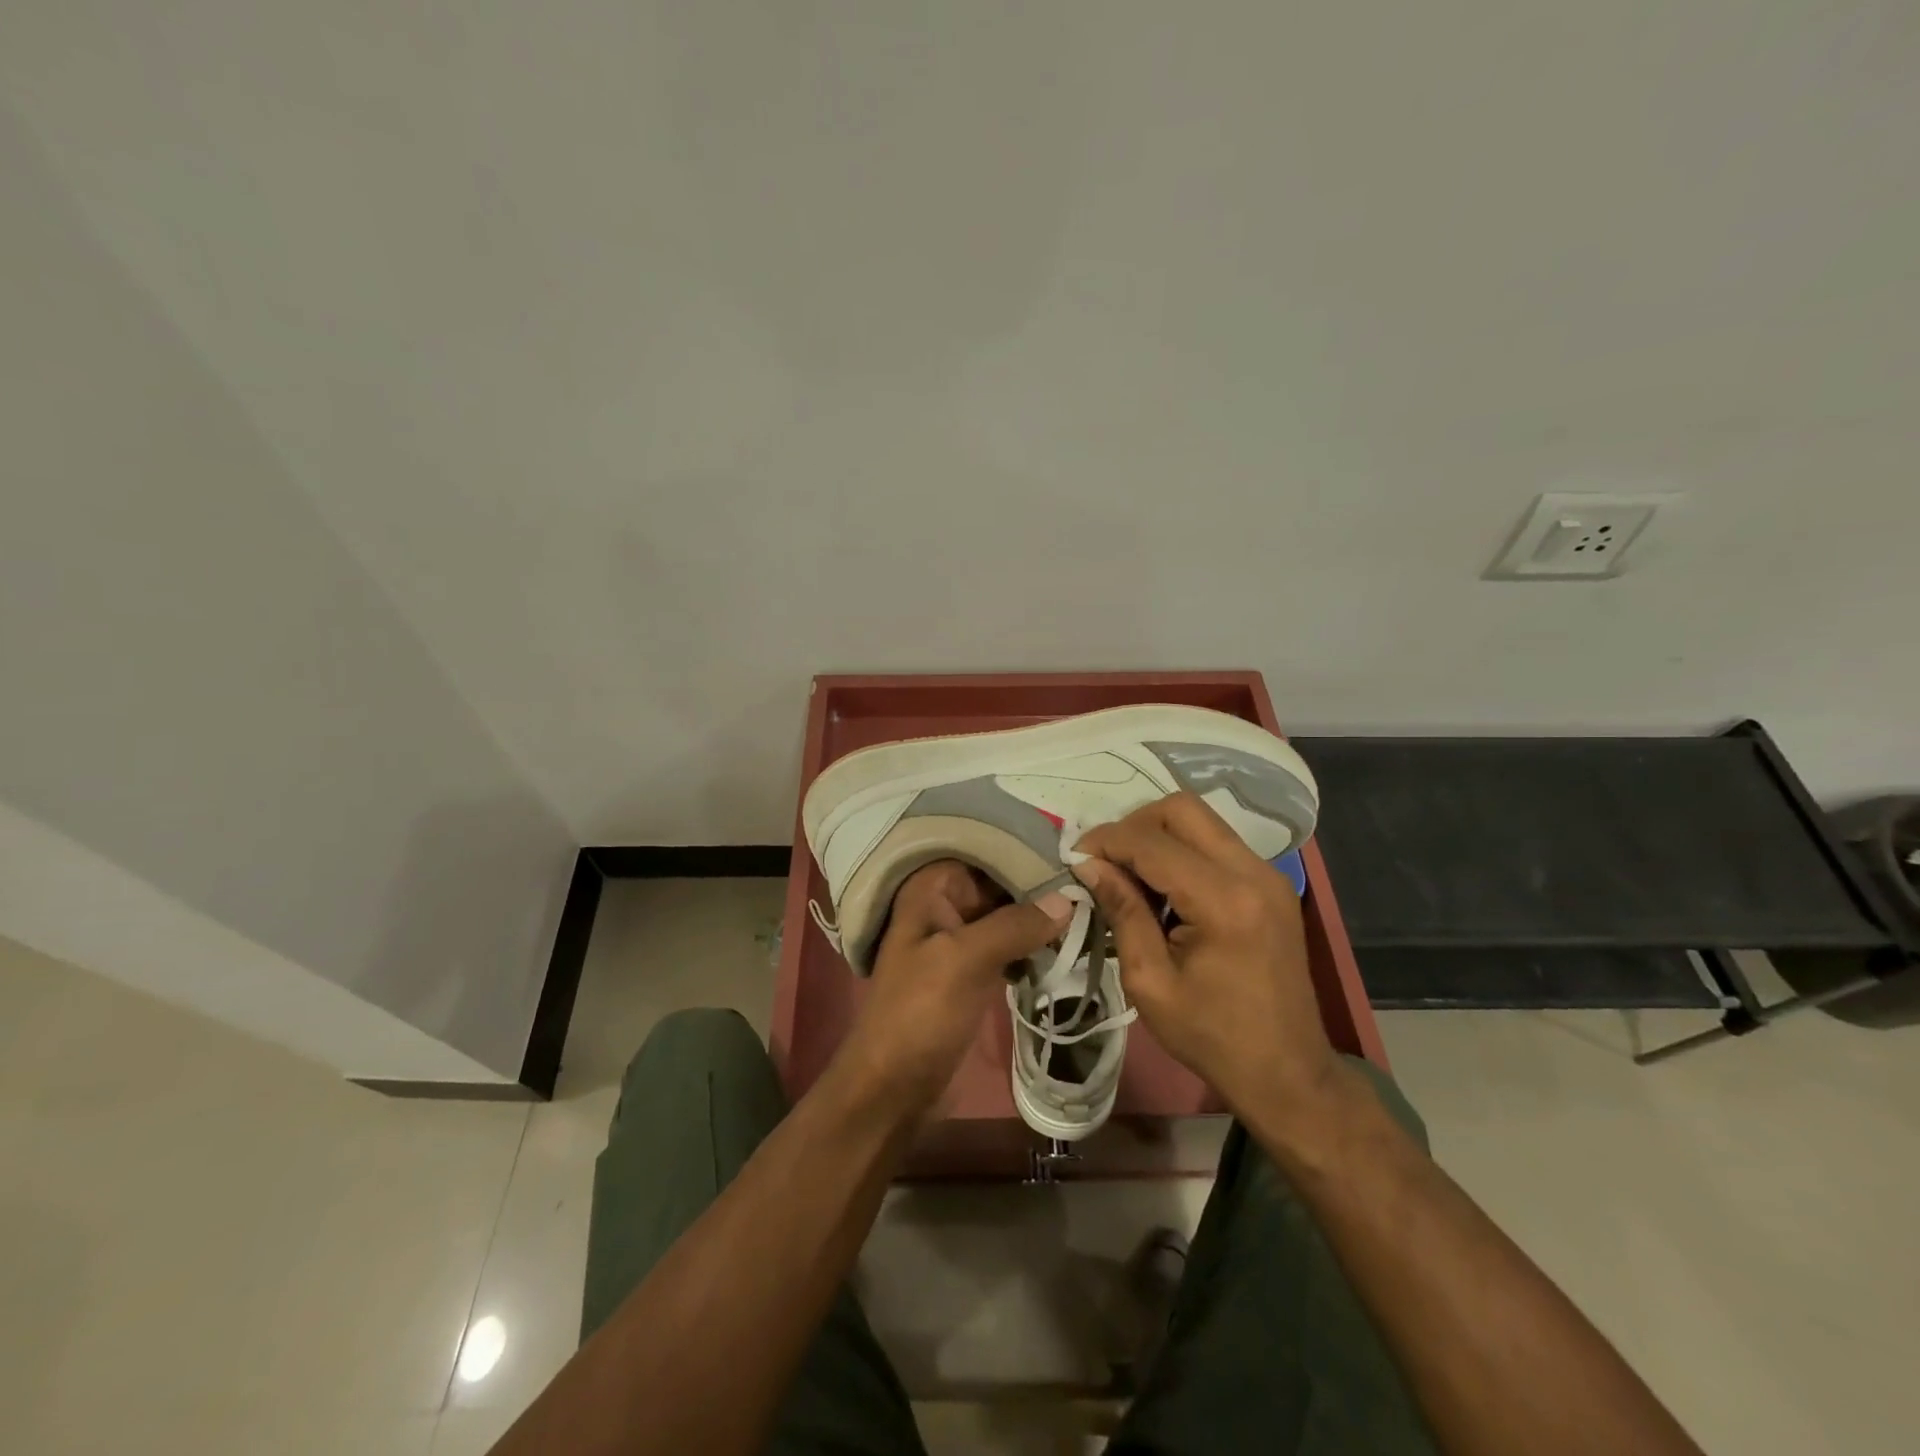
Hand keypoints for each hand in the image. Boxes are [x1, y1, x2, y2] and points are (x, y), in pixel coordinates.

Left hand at [837, 860, 1070, 1114]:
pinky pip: (1008, 948)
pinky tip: (1065, 951)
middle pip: (1001, 885)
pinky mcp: (971, 973)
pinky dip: (1032, 948)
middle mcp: (943, 906)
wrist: (893, 1090)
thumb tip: (1069, 899)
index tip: (1077, 859)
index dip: (1029, 854)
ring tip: (1089, 917)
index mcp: (932, 890)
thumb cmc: (920, 1014)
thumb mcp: (965, 960)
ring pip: (1008, 917)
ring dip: (1042, 920)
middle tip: (1094, 889)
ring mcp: (958, 941)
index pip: (987, 853)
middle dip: (1042, 888)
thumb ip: (1015, 925)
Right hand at [1073, 794, 1341, 1137]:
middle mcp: (1253, 872)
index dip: (1105, 841)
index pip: (1152, 842)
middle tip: (1105, 861)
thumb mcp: (1150, 982)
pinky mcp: (1272, 883)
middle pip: (1182, 808)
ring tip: (1129, 875)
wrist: (1288, 1072)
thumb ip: (1122, 912)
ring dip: (1157, 835)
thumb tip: (1089, 864)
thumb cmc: (1212, 1036)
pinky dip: (1182, 850)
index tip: (1074, 857)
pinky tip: (1163, 889)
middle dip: (1134, 825)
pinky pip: (1216, 842)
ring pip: (1201, 819)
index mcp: (1224, 901)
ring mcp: (1269, 874)